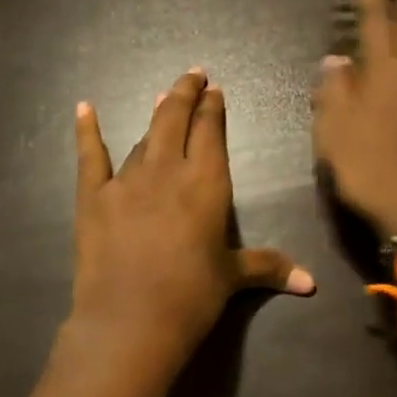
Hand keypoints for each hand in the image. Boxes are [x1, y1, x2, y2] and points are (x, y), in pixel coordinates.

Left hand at [71, 68, 314, 380]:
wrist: (131, 321)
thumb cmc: (192, 296)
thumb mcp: (234, 278)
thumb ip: (270, 268)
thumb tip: (312, 284)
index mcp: (206, 183)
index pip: (211, 132)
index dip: (213, 108)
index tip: (215, 89)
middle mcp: (167, 170)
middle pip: (175, 120)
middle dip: (185, 94)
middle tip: (192, 75)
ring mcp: (127, 181)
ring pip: (143, 138)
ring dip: (155, 116)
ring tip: (162, 98)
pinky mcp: (94, 198)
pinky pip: (90, 156)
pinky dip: (87, 131)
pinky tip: (84, 108)